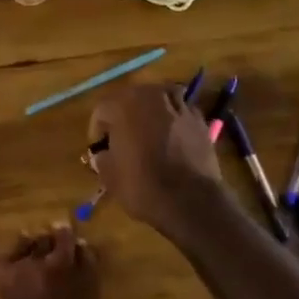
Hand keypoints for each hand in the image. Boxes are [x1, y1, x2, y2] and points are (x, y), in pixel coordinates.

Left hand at [0, 226, 100, 298]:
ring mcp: (31, 264)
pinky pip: (15, 249)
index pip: (90, 260)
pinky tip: (17, 257)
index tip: (82, 254)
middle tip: (61, 239)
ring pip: (39, 241)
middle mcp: (62, 270)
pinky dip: (19, 250)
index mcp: (86, 289)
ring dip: (41, 243)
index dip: (86, 256)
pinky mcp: (4, 268)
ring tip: (38, 246)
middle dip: (64, 239)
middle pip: (65, 241)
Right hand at [87, 84, 223, 237]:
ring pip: (160, 97)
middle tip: (122, 139)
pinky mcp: (200, 120)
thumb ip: (102, 158)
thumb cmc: (142, 186)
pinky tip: (173, 136)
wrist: (190, 201)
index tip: (100, 149)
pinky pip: (182, 110)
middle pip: (132, 97)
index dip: (98, 130)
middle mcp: (151, 97)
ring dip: (152, 110)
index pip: (102, 110)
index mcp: (123, 106)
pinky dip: (175, 118)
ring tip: (149, 130)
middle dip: (125, 115)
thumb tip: (104, 154)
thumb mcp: (109, 176)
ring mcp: (179, 106)